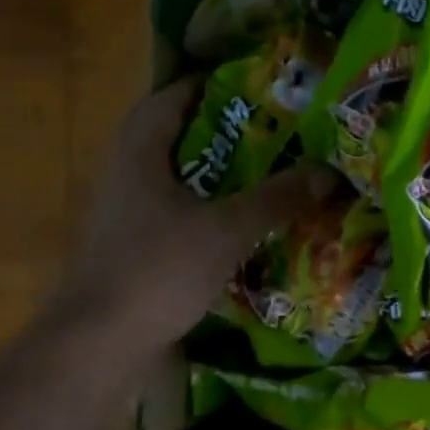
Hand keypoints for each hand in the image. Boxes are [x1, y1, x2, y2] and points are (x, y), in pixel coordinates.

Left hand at [50, 79, 336, 358]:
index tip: (258, 86)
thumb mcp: (227, 229)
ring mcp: (125, 213)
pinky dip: (207, 207)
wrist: (101, 343)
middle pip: (176, 136)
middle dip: (224, 130)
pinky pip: (175, 211)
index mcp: (139, 153)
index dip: (212, 85)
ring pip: (177, 176)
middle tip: (274, 131)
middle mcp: (125, 174)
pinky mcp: (132, 246)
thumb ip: (277, 198)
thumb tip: (329, 172)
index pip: (172, 97)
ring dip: (217, 172)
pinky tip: (240, 222)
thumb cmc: (159, 270)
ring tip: (266, 172)